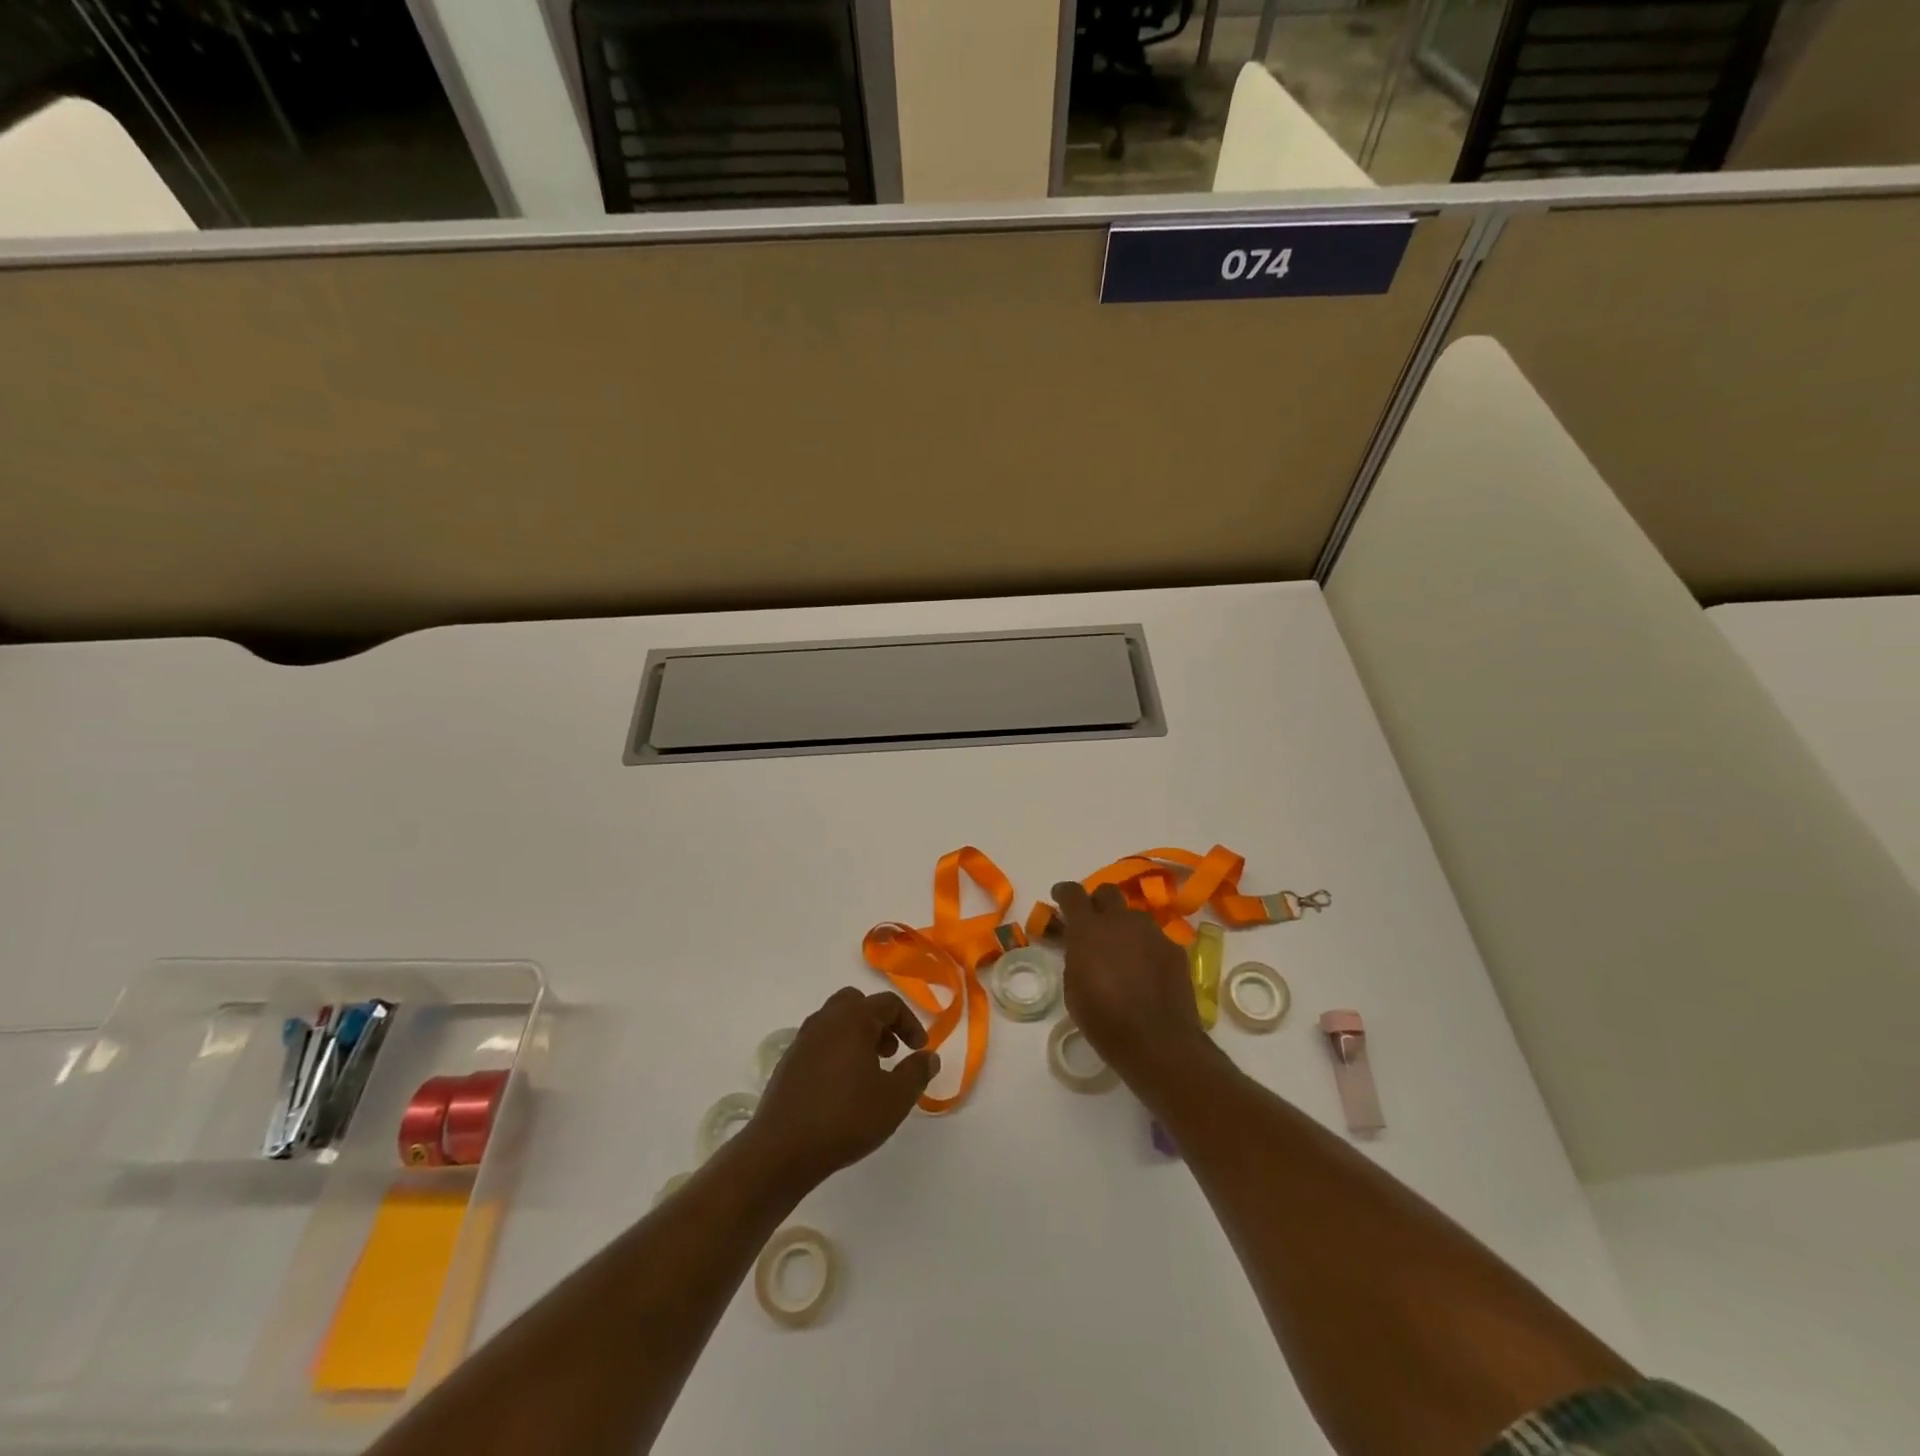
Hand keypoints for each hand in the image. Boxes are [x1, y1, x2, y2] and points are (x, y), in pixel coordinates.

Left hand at [742, 988, 938, 1192]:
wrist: (781, 1150)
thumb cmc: (845, 1118)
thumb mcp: (894, 1099)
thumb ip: (917, 1073)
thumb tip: (929, 1056)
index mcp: (852, 1019)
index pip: (888, 1003)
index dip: (910, 1023)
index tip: (920, 1049)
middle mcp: (825, 1020)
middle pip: (857, 1003)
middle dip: (880, 1022)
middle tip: (892, 1051)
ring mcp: (803, 1039)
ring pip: (836, 1021)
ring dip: (858, 1035)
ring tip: (870, 1071)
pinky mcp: (788, 1062)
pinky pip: (820, 1042)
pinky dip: (837, 1050)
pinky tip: (843, 1087)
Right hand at [1053, 882, 1212, 1094]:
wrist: (1158, 1041)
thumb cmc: (1104, 1020)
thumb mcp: (1073, 989)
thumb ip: (1075, 957)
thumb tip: (1081, 947)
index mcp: (1088, 929)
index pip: (1072, 893)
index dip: (1064, 892)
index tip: (1059, 897)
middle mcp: (1121, 921)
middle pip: (1108, 892)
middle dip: (1098, 902)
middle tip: (1093, 923)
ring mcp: (1151, 931)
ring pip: (1133, 916)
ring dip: (1124, 927)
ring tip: (1123, 953)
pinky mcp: (1174, 948)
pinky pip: (1154, 938)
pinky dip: (1146, 948)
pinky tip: (1146, 972)